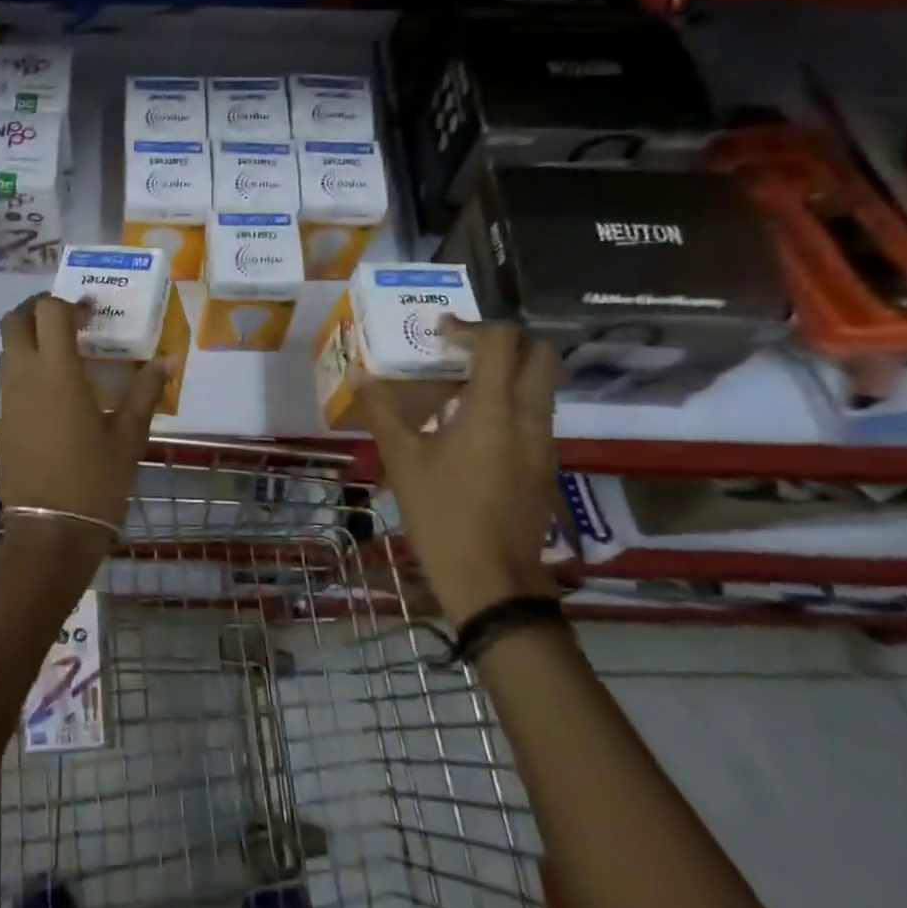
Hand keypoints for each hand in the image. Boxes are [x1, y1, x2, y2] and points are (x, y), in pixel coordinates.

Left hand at [0, 295, 169, 536]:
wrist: (51, 531)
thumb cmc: (95, 479)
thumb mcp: (129, 435)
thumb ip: (145, 391)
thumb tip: (169, 360)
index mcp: (57, 373)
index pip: (48, 312)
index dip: (69, 304)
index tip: (93, 314)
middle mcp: (24, 378)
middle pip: (14, 322)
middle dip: (37, 310)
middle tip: (69, 321)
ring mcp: (8, 402)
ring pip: (7, 351)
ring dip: (30, 340)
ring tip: (65, 354)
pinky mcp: (3, 424)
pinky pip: (9, 381)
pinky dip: (27, 370)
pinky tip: (56, 394)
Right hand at [362, 322, 562, 625]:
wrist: (492, 581)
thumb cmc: (442, 514)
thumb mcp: (403, 460)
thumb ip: (383, 412)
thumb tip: (360, 376)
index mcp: (494, 409)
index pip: (502, 341)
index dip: (471, 326)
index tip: (440, 335)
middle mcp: (529, 417)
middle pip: (540, 355)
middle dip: (506, 342)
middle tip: (464, 351)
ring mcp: (544, 443)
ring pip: (542, 386)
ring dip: (509, 373)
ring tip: (461, 386)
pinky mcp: (546, 465)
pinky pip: (536, 415)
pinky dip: (511, 404)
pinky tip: (472, 427)